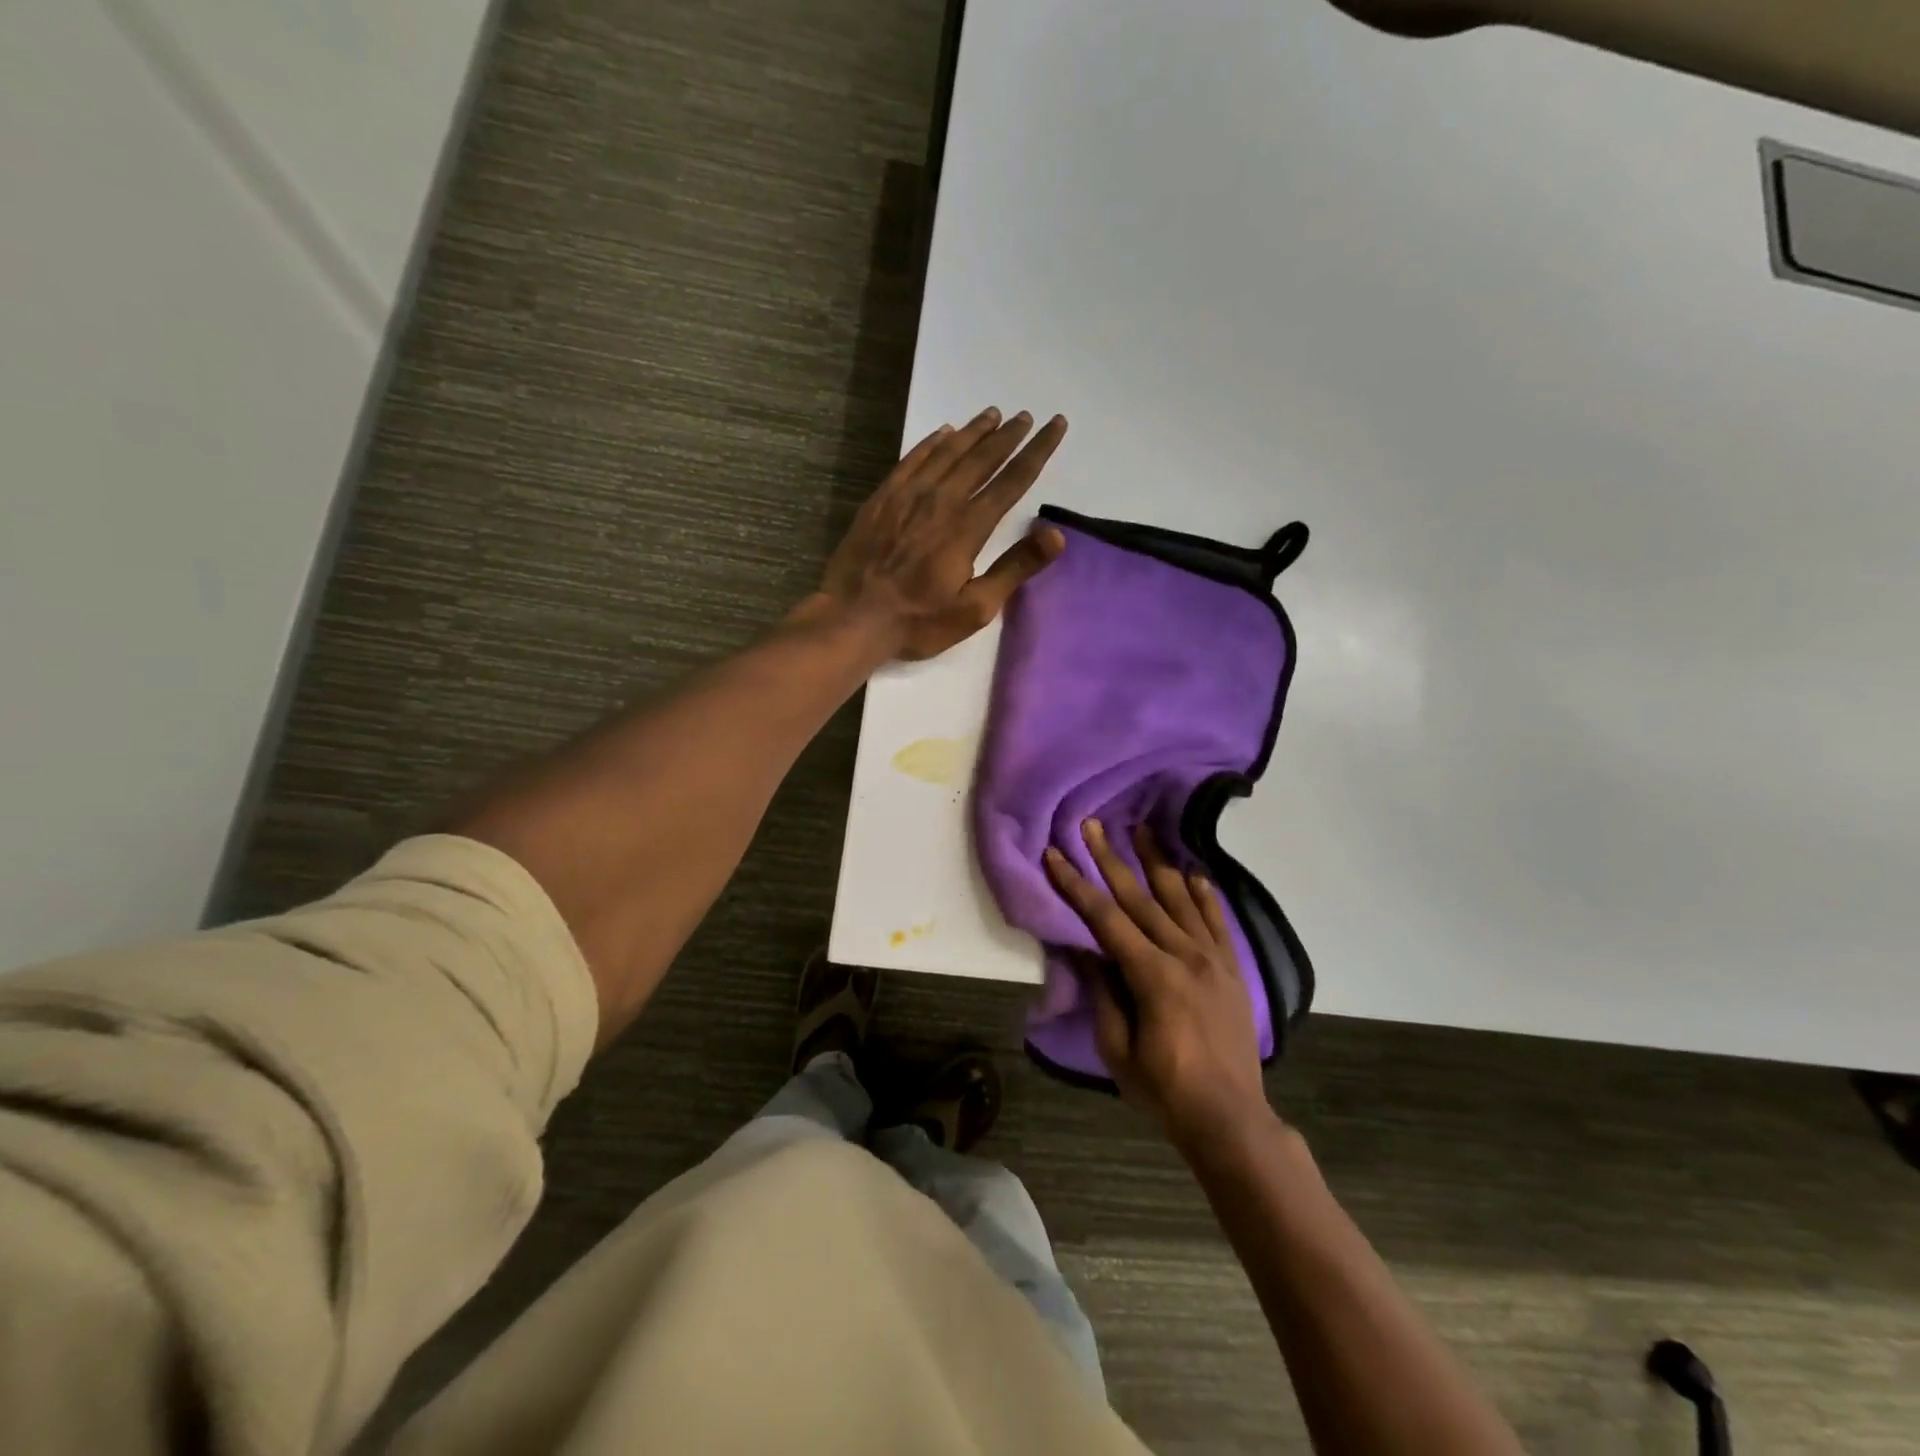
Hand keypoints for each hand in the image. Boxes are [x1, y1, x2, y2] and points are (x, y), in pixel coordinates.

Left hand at [819, 407, 1067, 660]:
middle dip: (1008, 436)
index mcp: (968, 527)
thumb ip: (1015, 568)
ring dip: (973, 432)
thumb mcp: (975, 608)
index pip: (1012, 480)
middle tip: (1026, 416)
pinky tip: (943, 433)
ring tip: (993, 414)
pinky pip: (912, 459)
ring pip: (947, 452)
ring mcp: (907, 496)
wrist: (853, 617)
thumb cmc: (919, 620)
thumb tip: (1056, 535)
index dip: (1037, 451)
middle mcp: (941, 500)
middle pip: (982, 458)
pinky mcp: (882, 498)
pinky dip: (932, 442)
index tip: (1056, 425)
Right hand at [1045, 819, 1273, 1154]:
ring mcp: (1214, 960)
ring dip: (1158, 863)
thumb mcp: (1117, 1050)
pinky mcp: (1233, 970)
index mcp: (1153, 976)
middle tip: (1092, 825)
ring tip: (1142, 829)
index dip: (1077, 885)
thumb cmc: (1165, 1090)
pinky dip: (1205, 895)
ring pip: (1181, 900)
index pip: (1106, 919)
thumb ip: (1103, 994)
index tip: (1056, 855)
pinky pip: (1218, 923)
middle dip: (1111, 859)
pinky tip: (1194, 873)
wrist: (1231, 1119)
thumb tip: (1086, 950)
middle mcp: (1185, 956)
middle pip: (1141, 898)